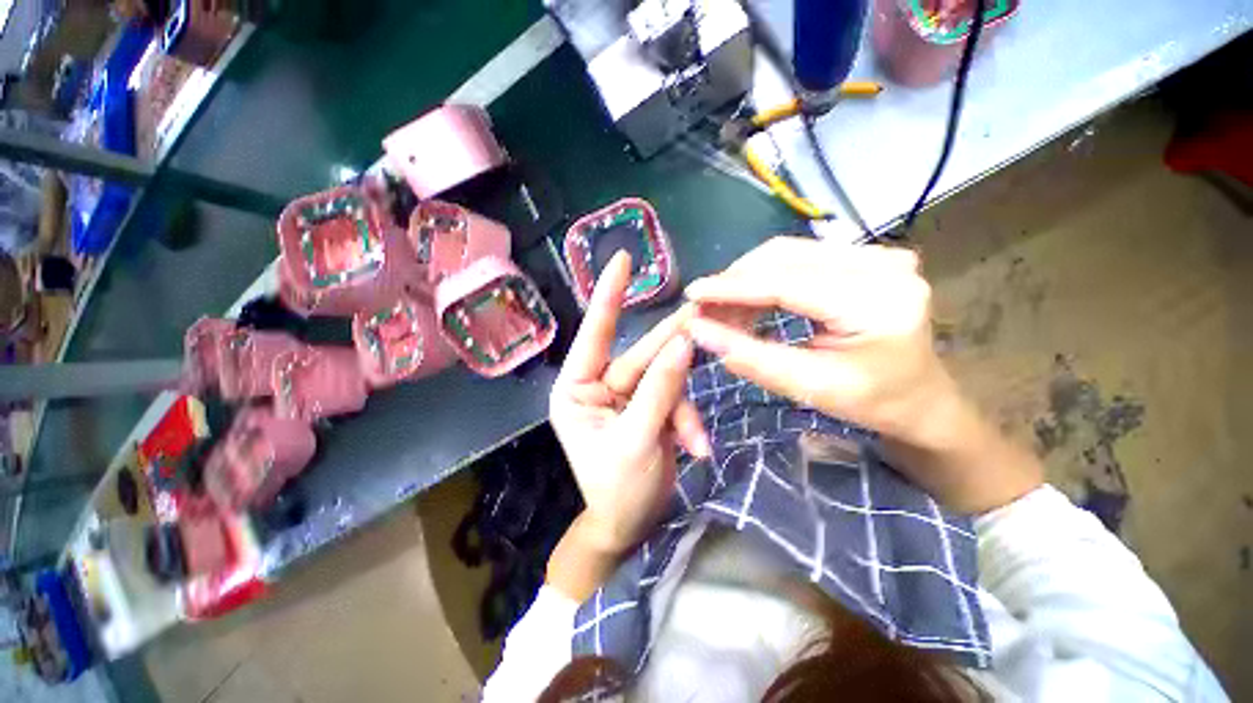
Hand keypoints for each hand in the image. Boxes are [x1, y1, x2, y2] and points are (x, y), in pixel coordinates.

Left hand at [550, 252, 708, 559]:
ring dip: (683, 407)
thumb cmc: (618, 490)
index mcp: (577, 389)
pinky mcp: (649, 407)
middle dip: (670, 346)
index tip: (621, 259)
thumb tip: (682, 344)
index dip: (608, 295)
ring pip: (665, 379)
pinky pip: (674, 400)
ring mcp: (627, 396)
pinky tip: (695, 448)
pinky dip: (687, 422)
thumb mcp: (636, 441)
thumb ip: (659, 390)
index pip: (593, 333)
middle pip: (641, 355)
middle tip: (703, 315)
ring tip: (693, 439)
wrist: (631, 526)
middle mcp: (598, 385)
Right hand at [684, 237, 952, 443]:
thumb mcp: (808, 386)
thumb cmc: (872, 403)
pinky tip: (749, 299)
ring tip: (722, 307)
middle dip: (735, 281)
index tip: (692, 294)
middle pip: (784, 256)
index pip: (786, 282)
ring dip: (747, 278)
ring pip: (787, 252)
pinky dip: (766, 277)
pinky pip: (800, 257)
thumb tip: (698, 331)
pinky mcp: (866, 257)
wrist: (921, 400)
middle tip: (704, 308)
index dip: (732, 288)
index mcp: (877, 300)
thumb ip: (750, 356)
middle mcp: (883, 263)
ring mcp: (877, 254)